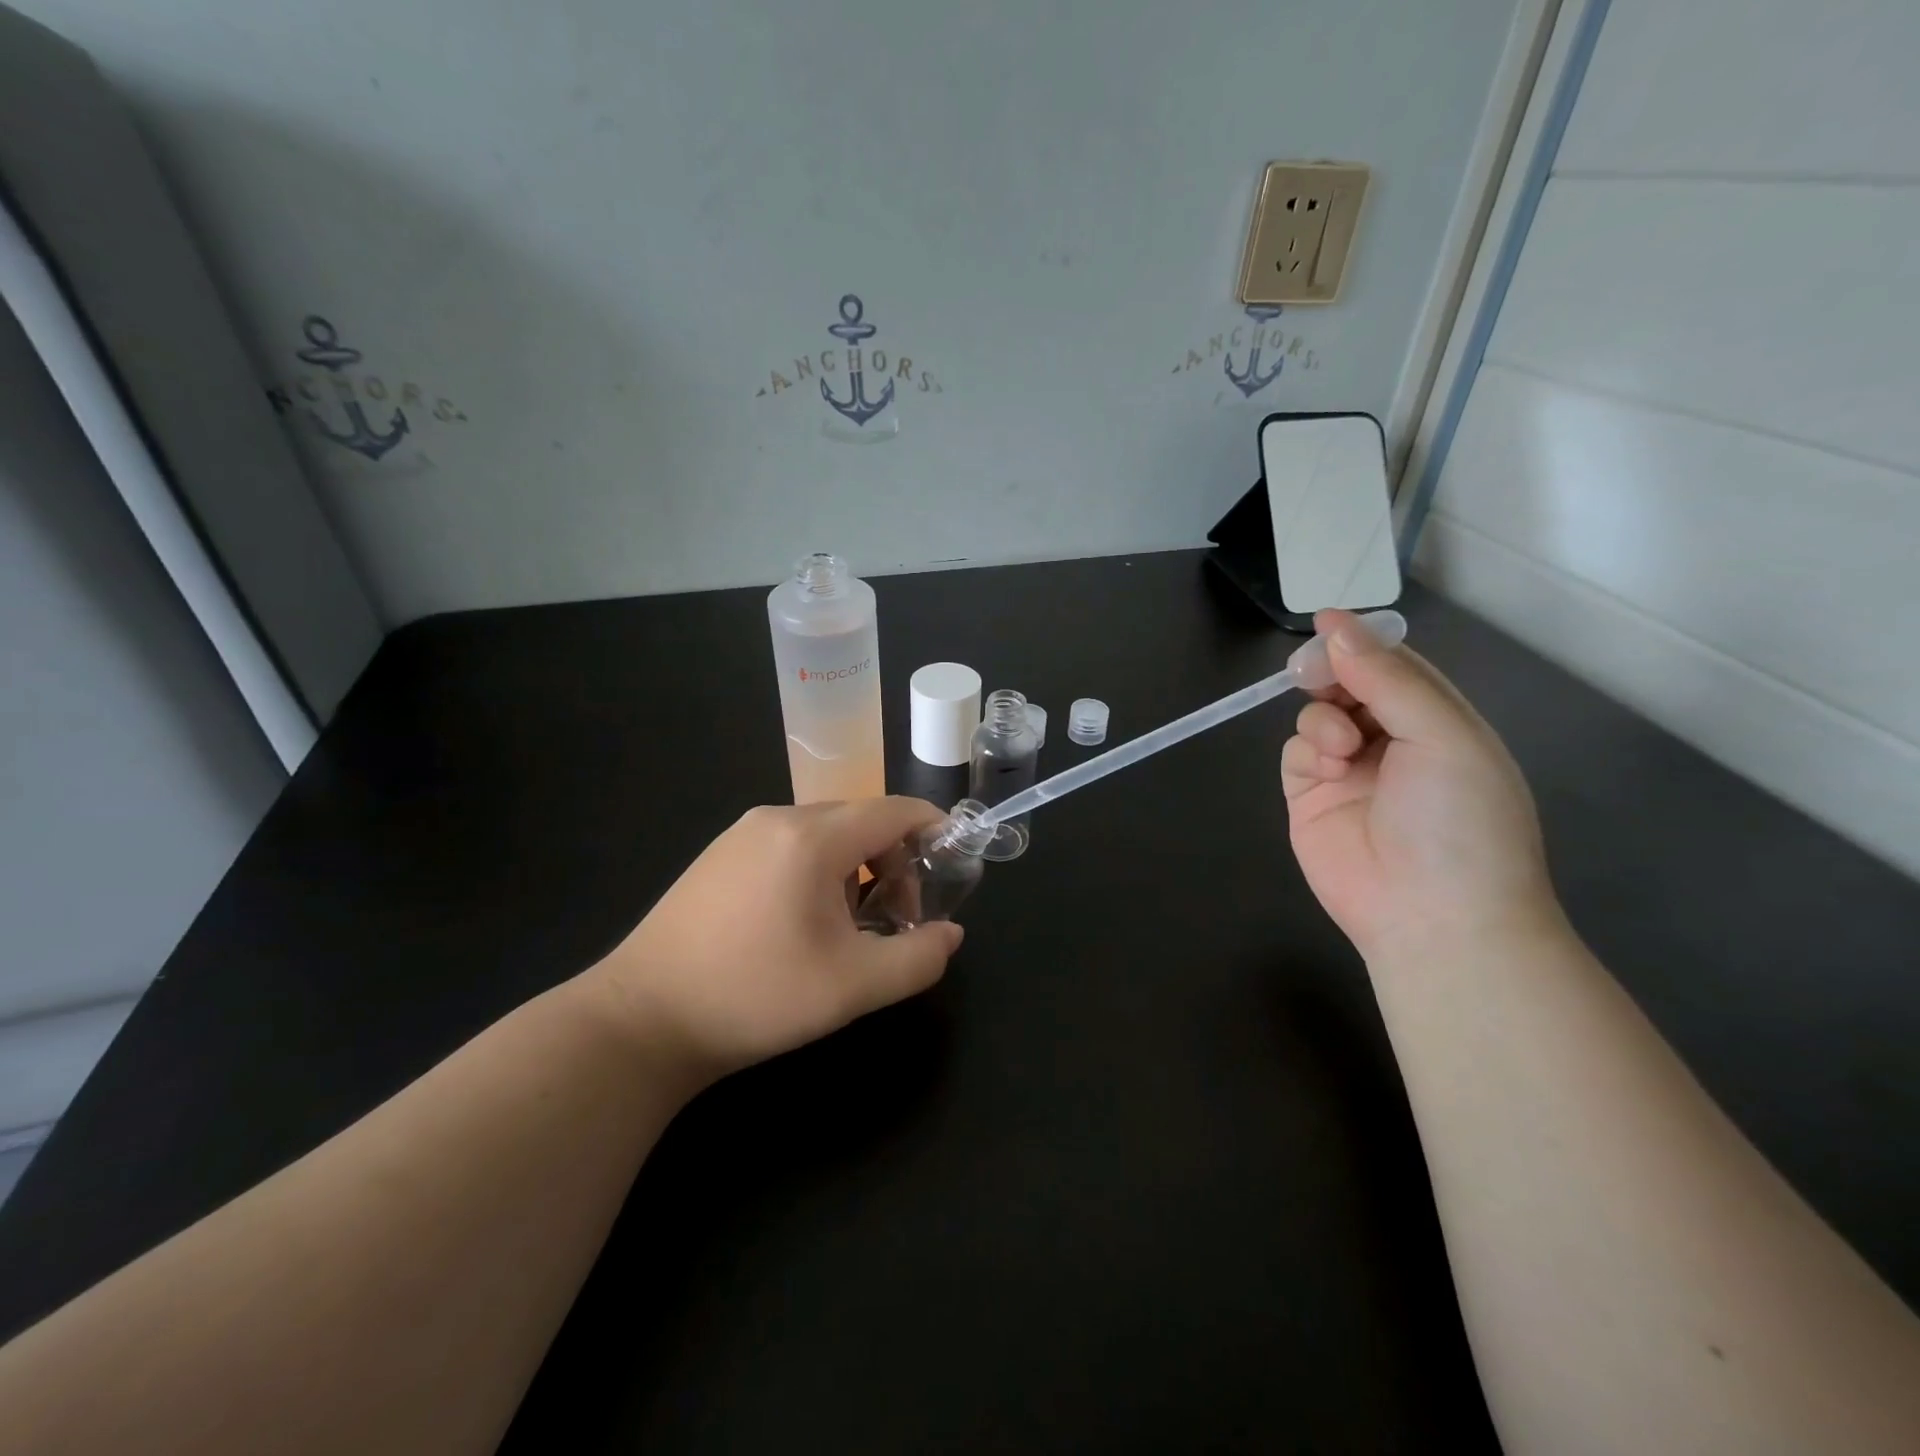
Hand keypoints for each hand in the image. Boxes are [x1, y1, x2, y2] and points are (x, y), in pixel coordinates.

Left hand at [582, 798, 963, 1082]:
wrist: (641, 1021)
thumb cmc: (755, 997)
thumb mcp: (853, 986)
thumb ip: (917, 958)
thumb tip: (950, 934)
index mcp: (812, 837)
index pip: (894, 810)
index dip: (933, 828)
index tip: (954, 862)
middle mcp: (777, 818)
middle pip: (861, 820)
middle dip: (896, 860)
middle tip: (898, 918)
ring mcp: (742, 833)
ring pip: (825, 833)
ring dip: (857, 868)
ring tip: (850, 927)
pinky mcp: (720, 854)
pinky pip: (790, 844)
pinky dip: (819, 870)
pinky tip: (803, 922)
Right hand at [1282, 610, 1559, 960]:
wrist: (1433, 918)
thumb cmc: (1458, 821)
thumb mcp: (1443, 736)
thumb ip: (1388, 677)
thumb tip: (1336, 624)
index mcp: (1440, 723)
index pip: (1397, 667)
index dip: (1363, 642)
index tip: (1325, 622)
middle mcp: (1394, 742)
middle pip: (1349, 686)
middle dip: (1333, 676)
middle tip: (1318, 676)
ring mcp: (1350, 771)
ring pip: (1316, 715)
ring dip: (1322, 719)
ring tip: (1341, 748)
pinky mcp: (1311, 798)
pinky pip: (1295, 752)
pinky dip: (1306, 750)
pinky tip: (1327, 768)